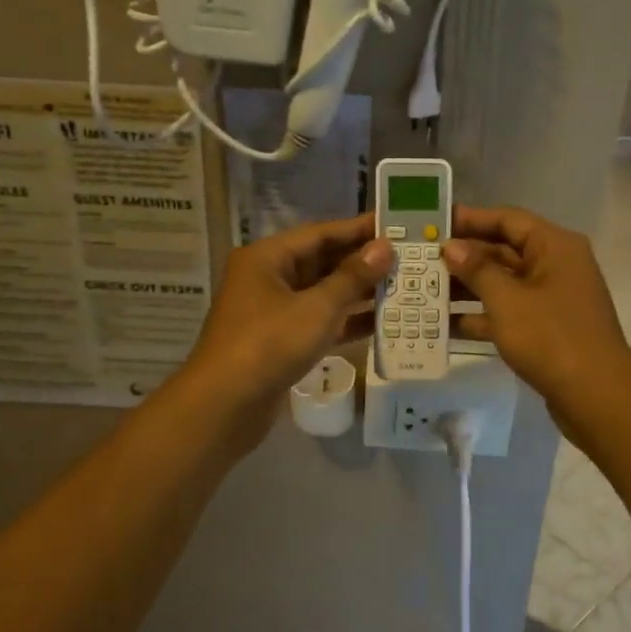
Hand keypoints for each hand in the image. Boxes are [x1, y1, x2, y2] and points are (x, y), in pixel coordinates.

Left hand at [180, 214, 393, 454]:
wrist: (224, 407)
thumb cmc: (269, 345)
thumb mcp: (316, 308)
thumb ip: (353, 277)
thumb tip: (384, 247)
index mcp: (267, 258)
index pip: (320, 233)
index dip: (358, 229)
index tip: (395, 225)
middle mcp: (268, 278)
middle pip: (322, 261)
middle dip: (362, 261)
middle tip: (406, 257)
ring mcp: (273, 311)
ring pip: (322, 293)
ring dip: (358, 292)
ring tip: (402, 287)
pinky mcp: (280, 341)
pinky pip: (319, 321)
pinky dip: (346, 321)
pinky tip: (382, 323)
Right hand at [445, 205, 630, 424]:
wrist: (597, 397)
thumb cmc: (551, 337)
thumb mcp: (507, 300)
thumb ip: (477, 269)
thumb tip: (452, 246)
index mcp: (554, 246)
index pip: (508, 219)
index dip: (470, 219)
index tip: (434, 223)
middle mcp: (556, 265)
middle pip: (504, 250)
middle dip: (464, 256)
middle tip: (422, 259)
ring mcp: (553, 298)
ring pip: (504, 283)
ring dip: (468, 287)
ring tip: (425, 290)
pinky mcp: (547, 328)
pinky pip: (509, 311)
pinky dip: (482, 316)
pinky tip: (446, 325)